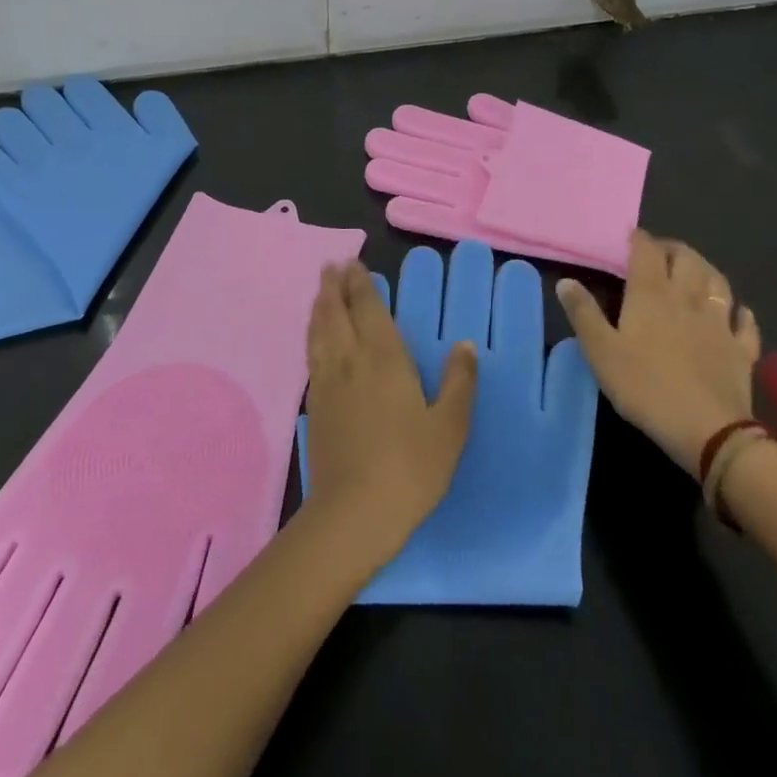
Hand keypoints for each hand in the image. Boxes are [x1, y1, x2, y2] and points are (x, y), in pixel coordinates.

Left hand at [303, 261, 476, 573]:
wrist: (353, 513)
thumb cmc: (409, 467)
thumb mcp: (449, 427)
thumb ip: (458, 382)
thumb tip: (465, 344)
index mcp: (383, 357)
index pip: (368, 308)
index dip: (361, 284)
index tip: (353, 263)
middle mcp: (350, 360)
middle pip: (337, 312)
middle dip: (334, 286)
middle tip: (332, 265)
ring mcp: (327, 382)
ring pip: (319, 331)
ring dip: (319, 306)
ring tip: (321, 292)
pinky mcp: (315, 406)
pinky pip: (311, 355)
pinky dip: (313, 336)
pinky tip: (316, 340)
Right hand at [556, 230, 758, 476]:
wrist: (708, 431)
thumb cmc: (645, 387)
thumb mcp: (601, 352)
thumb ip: (583, 313)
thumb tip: (566, 281)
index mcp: (651, 294)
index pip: (647, 251)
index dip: (639, 239)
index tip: (630, 237)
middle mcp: (688, 298)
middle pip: (686, 258)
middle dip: (673, 249)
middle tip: (660, 253)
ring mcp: (720, 322)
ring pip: (718, 282)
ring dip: (705, 270)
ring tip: (694, 271)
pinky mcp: (742, 349)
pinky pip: (745, 322)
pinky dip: (739, 311)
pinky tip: (735, 312)